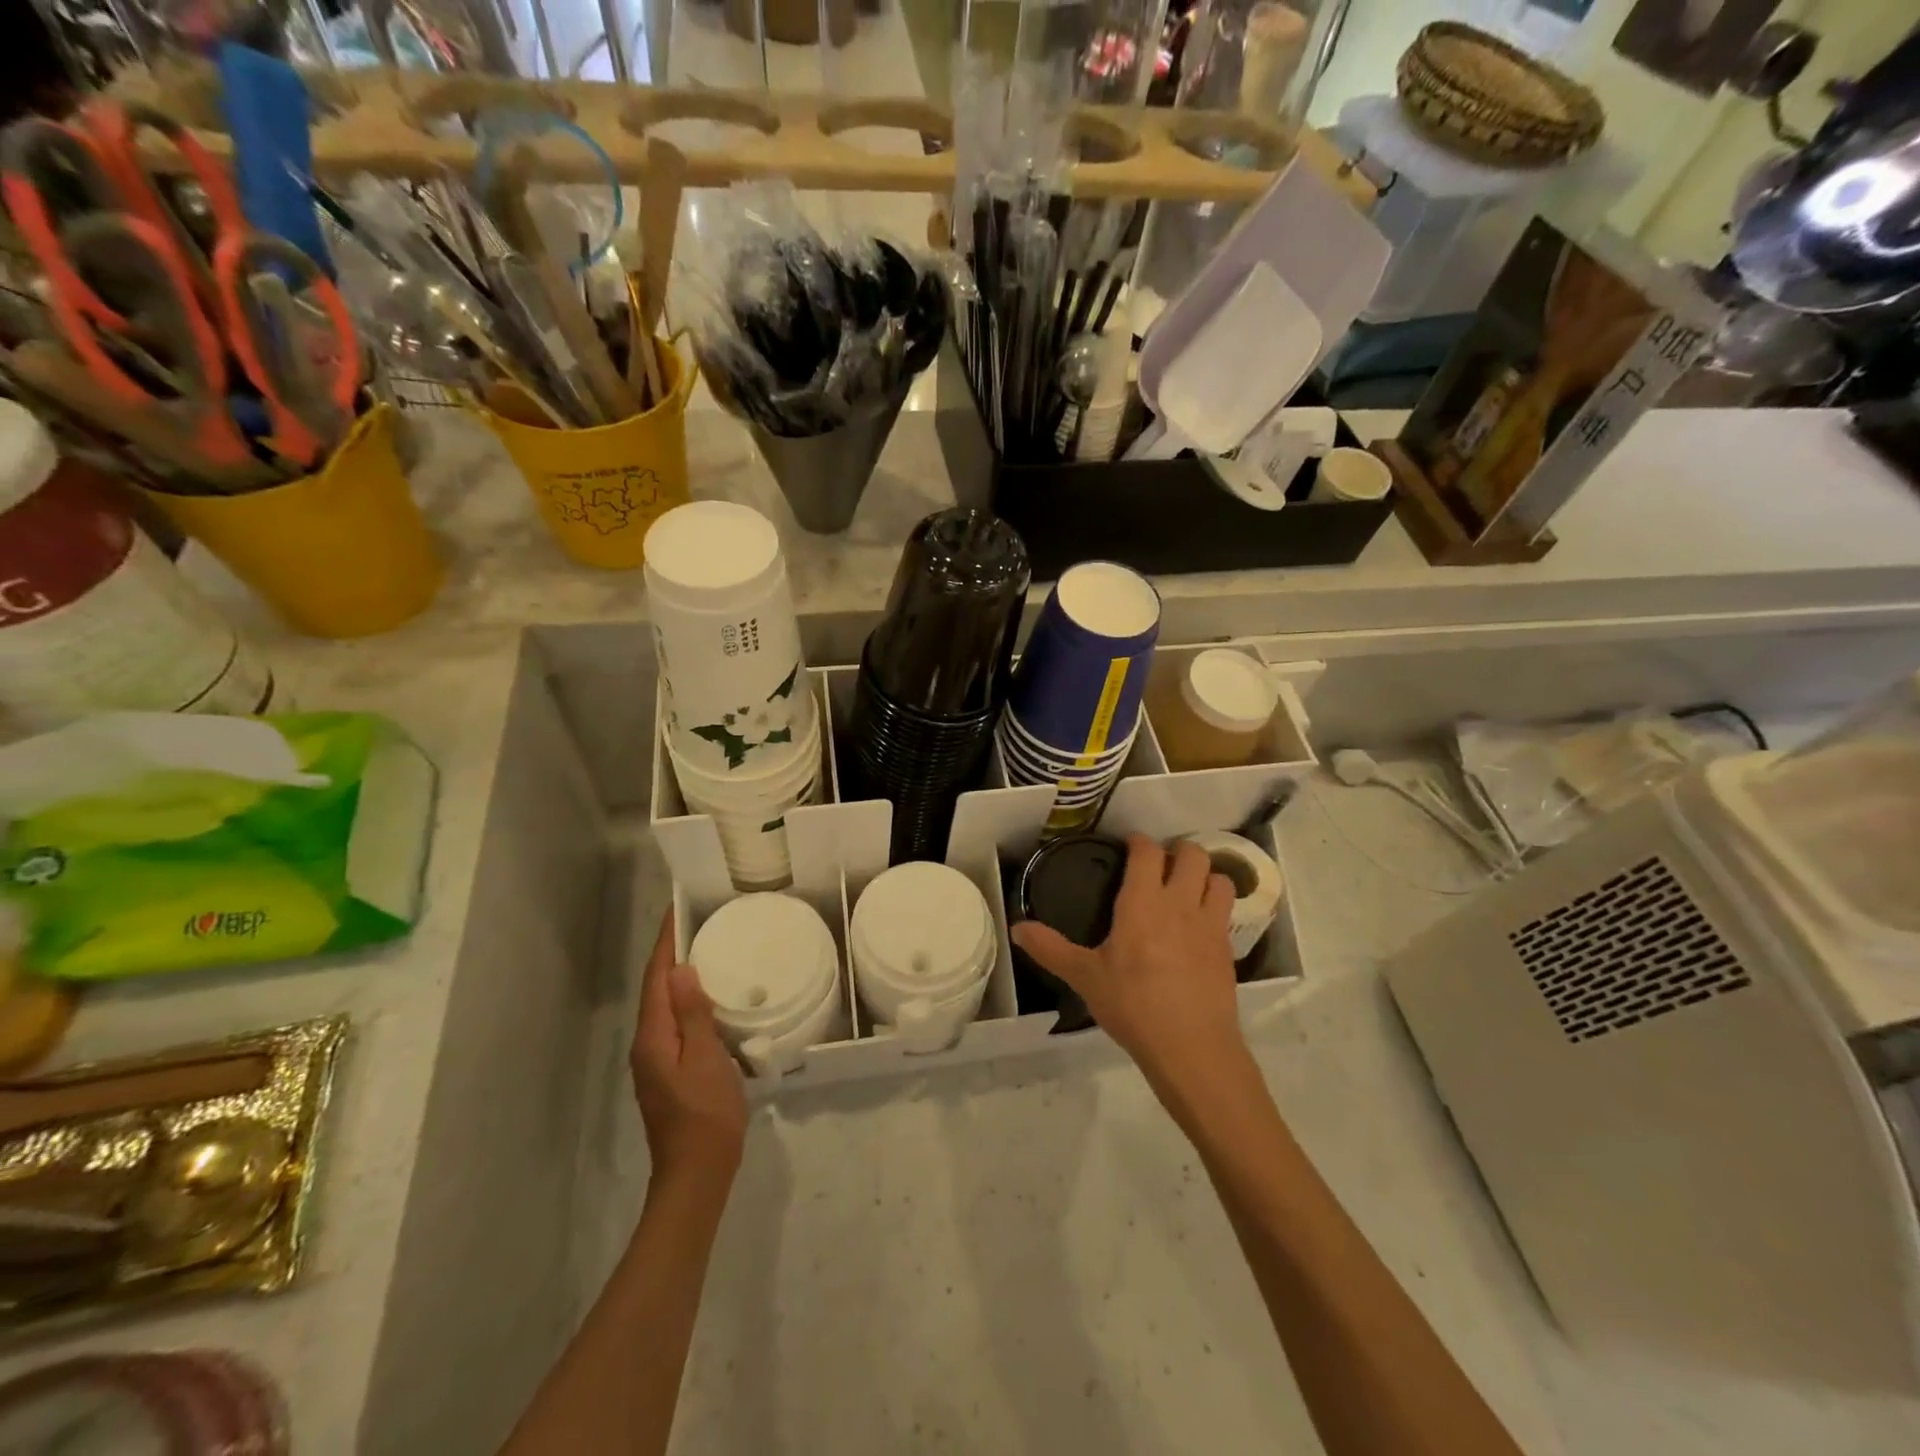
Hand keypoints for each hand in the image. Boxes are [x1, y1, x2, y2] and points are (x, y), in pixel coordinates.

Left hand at [631, 911, 746, 1194]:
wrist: (697, 1173)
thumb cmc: (706, 1113)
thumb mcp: (705, 1059)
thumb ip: (693, 1014)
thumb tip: (681, 970)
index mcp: (653, 1037)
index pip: (655, 978)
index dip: (665, 944)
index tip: (676, 910)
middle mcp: (647, 1044)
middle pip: (655, 989)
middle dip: (671, 954)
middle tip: (697, 923)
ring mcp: (655, 1060)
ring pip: (664, 1006)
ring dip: (679, 977)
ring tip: (705, 951)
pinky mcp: (668, 1071)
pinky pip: (674, 1023)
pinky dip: (686, 1001)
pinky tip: (708, 999)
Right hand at [1012, 835, 1243, 1091]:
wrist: (1191, 1047)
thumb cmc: (1132, 1006)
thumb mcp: (1084, 977)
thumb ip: (1050, 949)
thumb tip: (1017, 928)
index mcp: (1142, 903)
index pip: (1147, 852)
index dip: (1139, 842)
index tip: (1129, 846)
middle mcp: (1180, 903)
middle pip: (1192, 854)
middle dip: (1178, 850)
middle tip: (1161, 865)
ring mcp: (1210, 924)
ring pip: (1219, 878)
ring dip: (1205, 874)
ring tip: (1188, 887)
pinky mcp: (1228, 948)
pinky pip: (1227, 911)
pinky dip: (1216, 905)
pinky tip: (1199, 924)